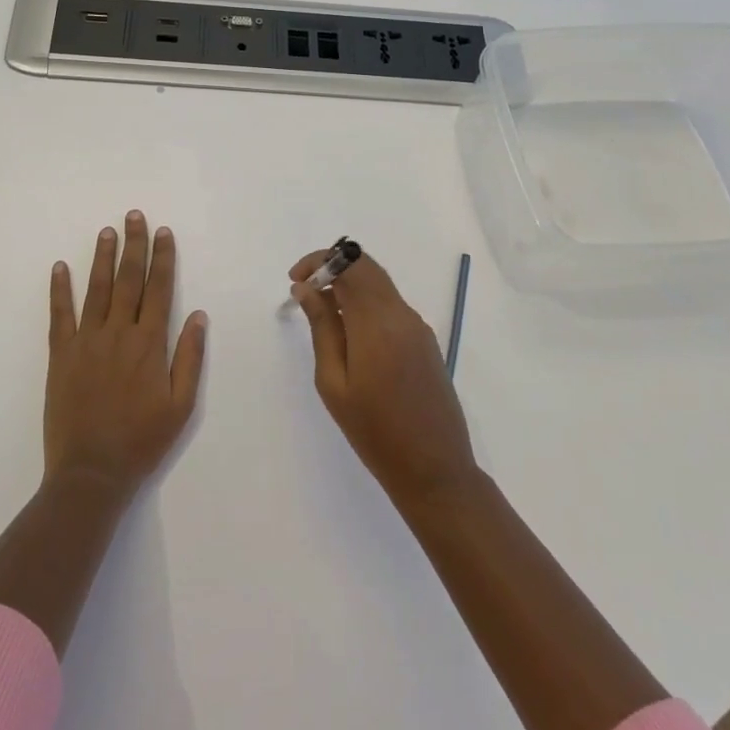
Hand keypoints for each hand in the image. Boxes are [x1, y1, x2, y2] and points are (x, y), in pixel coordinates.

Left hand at [46, 211, 206, 496]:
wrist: (91, 473)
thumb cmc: (142, 441)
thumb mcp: (181, 405)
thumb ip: (189, 357)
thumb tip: (198, 316)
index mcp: (149, 344)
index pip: (159, 289)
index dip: (162, 258)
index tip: (163, 232)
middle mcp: (118, 333)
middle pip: (128, 280)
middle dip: (133, 245)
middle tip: (134, 215)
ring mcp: (86, 342)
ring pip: (95, 289)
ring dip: (102, 258)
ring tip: (106, 231)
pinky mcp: (60, 355)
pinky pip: (59, 315)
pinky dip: (59, 290)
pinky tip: (59, 267)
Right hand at [290, 250, 475, 503]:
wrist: (434, 468)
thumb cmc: (374, 431)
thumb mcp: (334, 382)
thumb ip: (322, 328)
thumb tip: (306, 289)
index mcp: (377, 323)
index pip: (350, 265)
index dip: (320, 261)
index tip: (295, 280)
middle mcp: (401, 314)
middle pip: (367, 268)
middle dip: (333, 268)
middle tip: (304, 291)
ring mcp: (417, 327)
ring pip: (380, 285)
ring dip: (349, 286)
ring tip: (322, 316)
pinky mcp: (425, 340)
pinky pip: (391, 306)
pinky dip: (366, 304)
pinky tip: (350, 334)